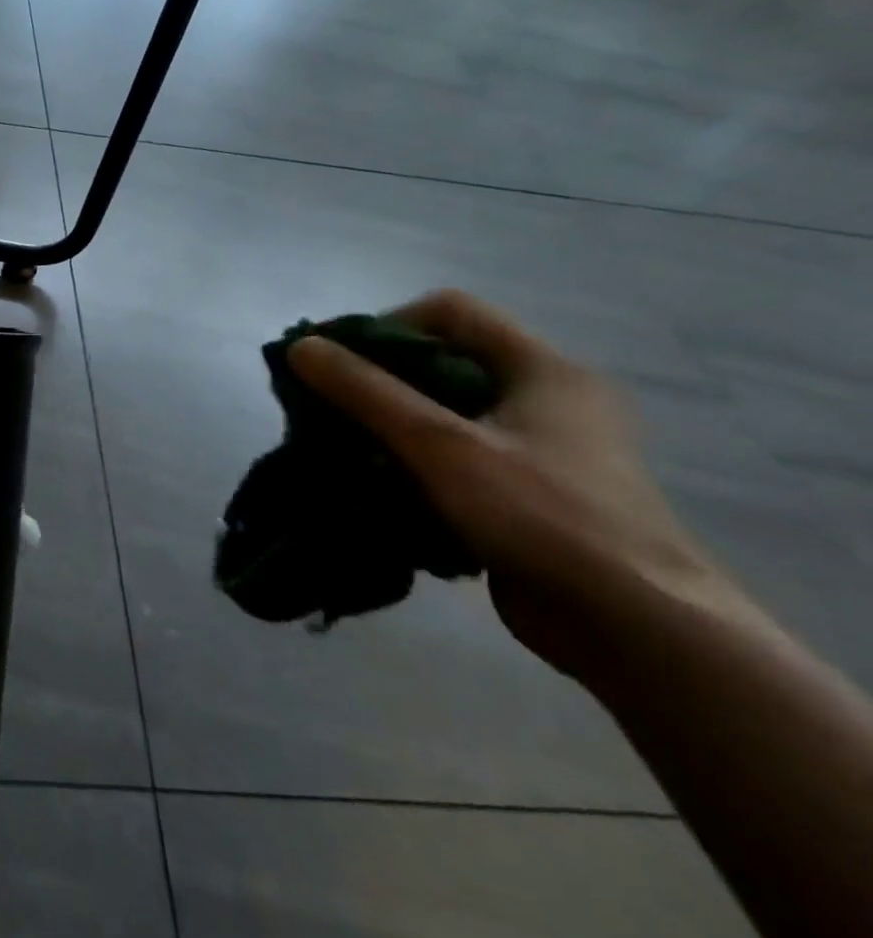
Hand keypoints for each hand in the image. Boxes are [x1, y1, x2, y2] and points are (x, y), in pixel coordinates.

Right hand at [286, 290, 733, 683]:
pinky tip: (384, 491)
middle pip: (443, 362)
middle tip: (330, 410)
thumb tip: (301, 347)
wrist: (636, 627)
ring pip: (446, 415)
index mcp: (541, 368)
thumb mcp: (441, 445)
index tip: (339, 364)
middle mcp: (546, 398)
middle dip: (379, 383)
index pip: (449, 311)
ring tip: (346, 452)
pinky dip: (416, 466)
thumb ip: (366, 392)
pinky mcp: (530, 494)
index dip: (386, 325)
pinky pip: (457, 459)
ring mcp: (541, 449)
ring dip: (391, 429)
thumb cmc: (541, 515)